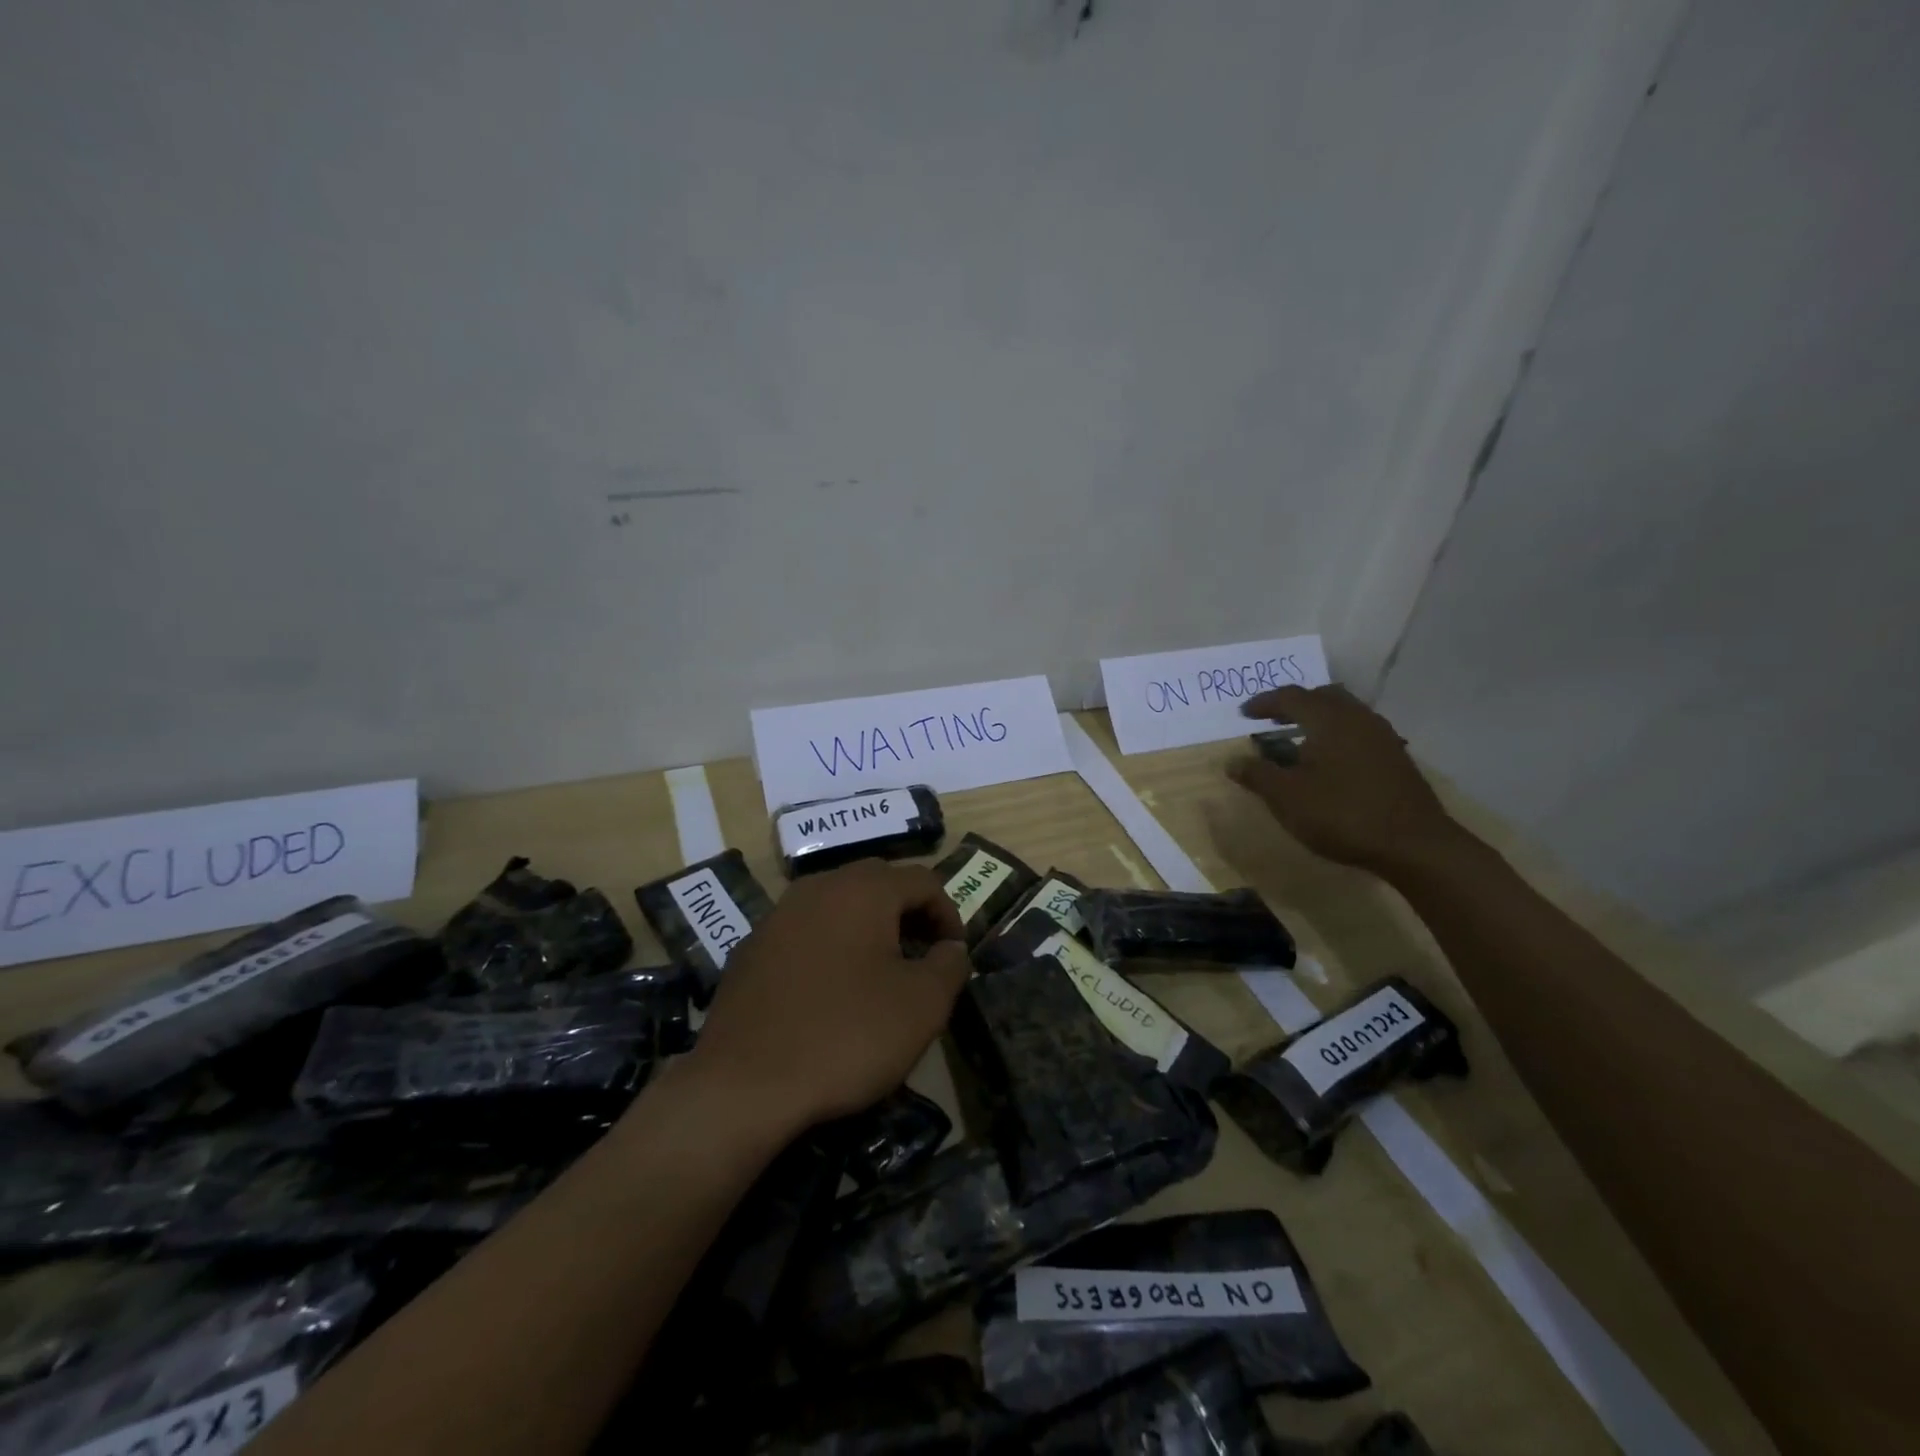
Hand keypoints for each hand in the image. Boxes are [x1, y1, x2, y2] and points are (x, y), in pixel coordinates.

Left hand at [684, 859, 970, 1129]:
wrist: (743, 1086)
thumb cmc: (845, 1036)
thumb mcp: (921, 1006)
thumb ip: (949, 966)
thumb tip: (951, 948)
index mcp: (863, 890)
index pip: (923, 880)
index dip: (949, 913)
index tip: (954, 956)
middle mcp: (818, 887)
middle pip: (878, 882)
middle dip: (908, 913)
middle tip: (922, 955)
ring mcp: (778, 915)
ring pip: (837, 903)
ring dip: (868, 927)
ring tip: (879, 972)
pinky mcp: (751, 948)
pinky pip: (804, 931)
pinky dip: (829, 946)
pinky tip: (829, 991)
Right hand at [1230, 684, 1458, 877]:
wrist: (1413, 844)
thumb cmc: (1341, 814)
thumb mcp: (1287, 797)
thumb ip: (1257, 775)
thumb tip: (1232, 761)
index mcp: (1329, 719)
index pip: (1291, 697)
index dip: (1265, 703)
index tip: (1244, 713)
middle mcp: (1357, 718)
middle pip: (1323, 696)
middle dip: (1295, 704)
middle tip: (1273, 720)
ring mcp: (1382, 736)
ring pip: (1345, 713)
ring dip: (1319, 719)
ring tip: (1299, 739)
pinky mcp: (1395, 757)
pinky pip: (1359, 731)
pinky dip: (1337, 735)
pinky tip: (1330, 761)